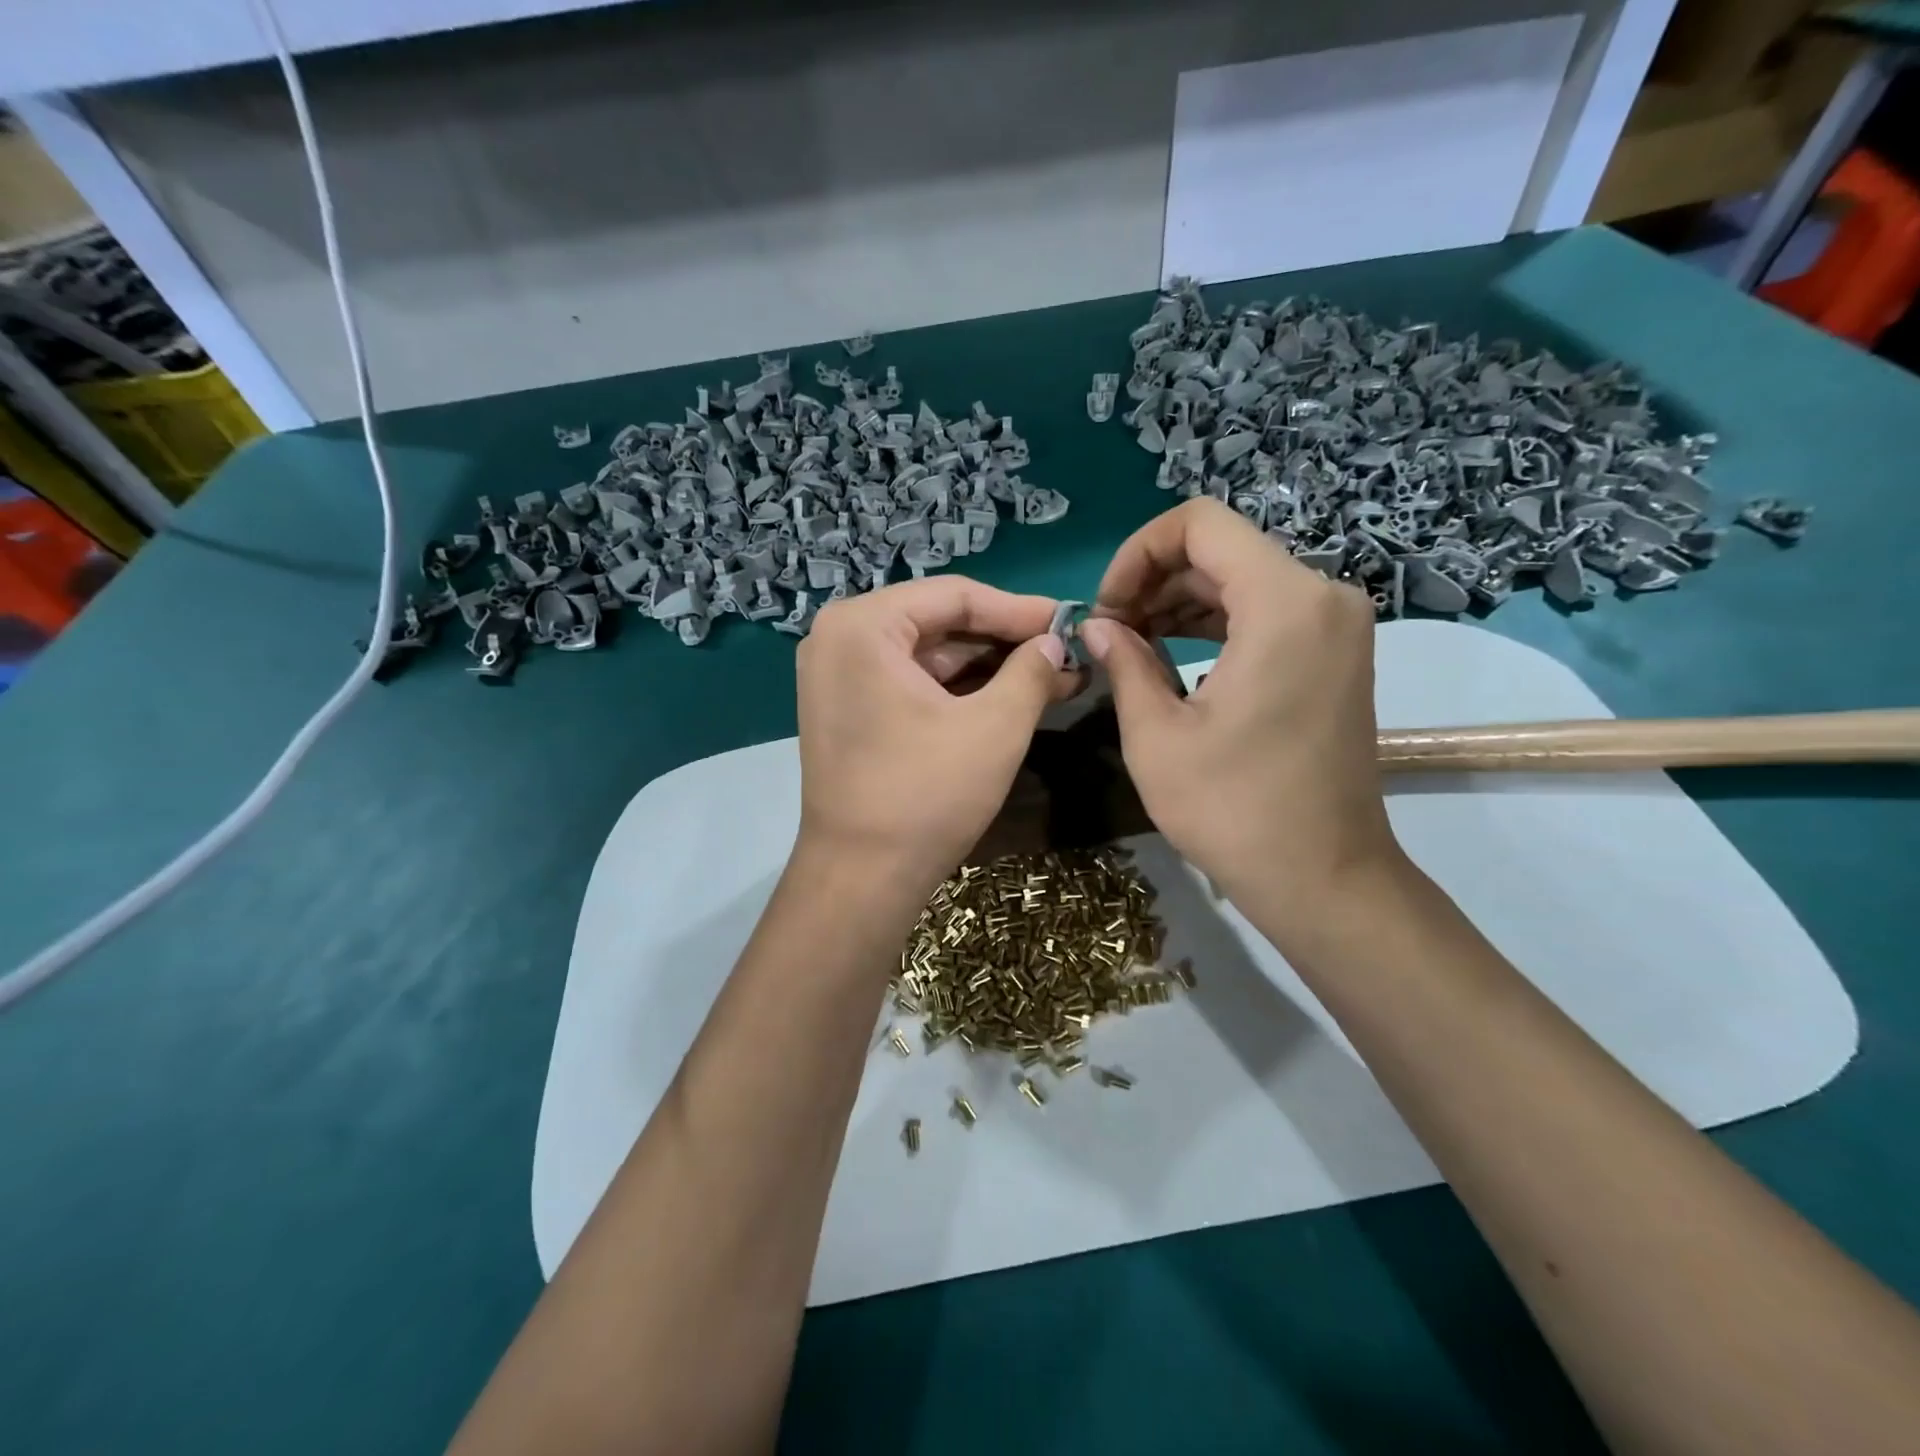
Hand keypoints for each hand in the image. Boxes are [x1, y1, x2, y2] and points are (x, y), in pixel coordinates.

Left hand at [792, 577, 1078, 901]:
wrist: (861, 880)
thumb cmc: (926, 795)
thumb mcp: (995, 727)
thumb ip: (1032, 671)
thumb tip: (1056, 642)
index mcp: (862, 625)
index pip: (955, 596)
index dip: (1020, 609)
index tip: (1072, 621)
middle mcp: (840, 638)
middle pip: (939, 622)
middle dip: (1006, 641)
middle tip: (1066, 653)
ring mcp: (838, 677)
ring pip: (928, 656)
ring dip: (989, 668)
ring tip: (1054, 677)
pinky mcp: (849, 711)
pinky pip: (911, 683)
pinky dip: (959, 691)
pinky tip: (1011, 697)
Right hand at [1081, 499, 1405, 941]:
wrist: (1323, 876)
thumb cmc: (1234, 809)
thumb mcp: (1156, 735)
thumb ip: (1123, 662)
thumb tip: (1097, 626)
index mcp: (1282, 602)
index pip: (1199, 524)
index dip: (1137, 553)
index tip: (1107, 608)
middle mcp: (1322, 595)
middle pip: (1221, 550)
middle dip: (1154, 581)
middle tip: (1109, 634)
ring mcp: (1336, 624)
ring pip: (1241, 579)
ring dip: (1180, 602)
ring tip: (1130, 646)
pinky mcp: (1335, 653)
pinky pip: (1266, 611)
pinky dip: (1215, 623)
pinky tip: (1172, 657)